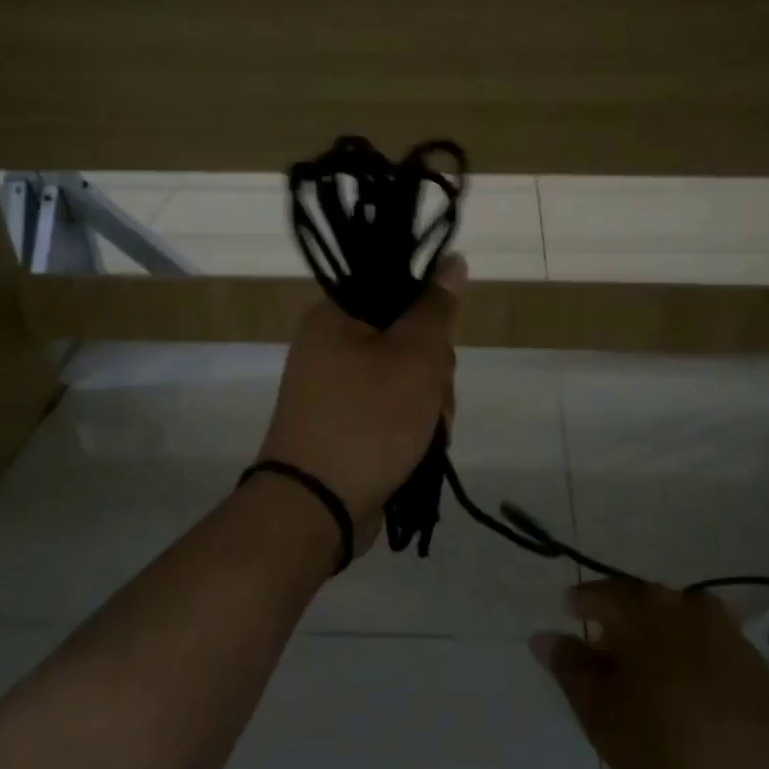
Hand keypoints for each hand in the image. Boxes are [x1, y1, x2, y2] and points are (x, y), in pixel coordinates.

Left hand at [256, 255, 466, 551]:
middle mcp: (330, 344)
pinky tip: (421, 444)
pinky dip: (411, 422)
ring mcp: (335, 386)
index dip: (428, 310)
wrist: (316, 508)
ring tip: (428, 430)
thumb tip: (451, 260)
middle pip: (405, 334)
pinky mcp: (345, 421)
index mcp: (335, 315)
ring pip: (405, 374)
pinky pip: (390, 405)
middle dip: (433, 368)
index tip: (439, 340)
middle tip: (433, 393)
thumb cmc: (368, 420)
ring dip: (429, 400)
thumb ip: (436, 307)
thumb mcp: (415, 356)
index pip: (395, 286)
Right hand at [533, 581, 768, 768]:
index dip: (579, 607)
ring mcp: (727, 630)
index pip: (599, 594)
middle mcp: (685, 602)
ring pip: (676, 625)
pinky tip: (688, 698)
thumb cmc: (669, 748)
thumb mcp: (603, 714)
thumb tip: (543, 636)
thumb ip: (571, 669)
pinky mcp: (757, 662)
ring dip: (657, 643)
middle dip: (620, 626)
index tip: (569, 619)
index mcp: (643, 606)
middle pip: (641, 604)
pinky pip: (707, 648)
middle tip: (604, 658)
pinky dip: (689, 662)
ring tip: (645, 681)